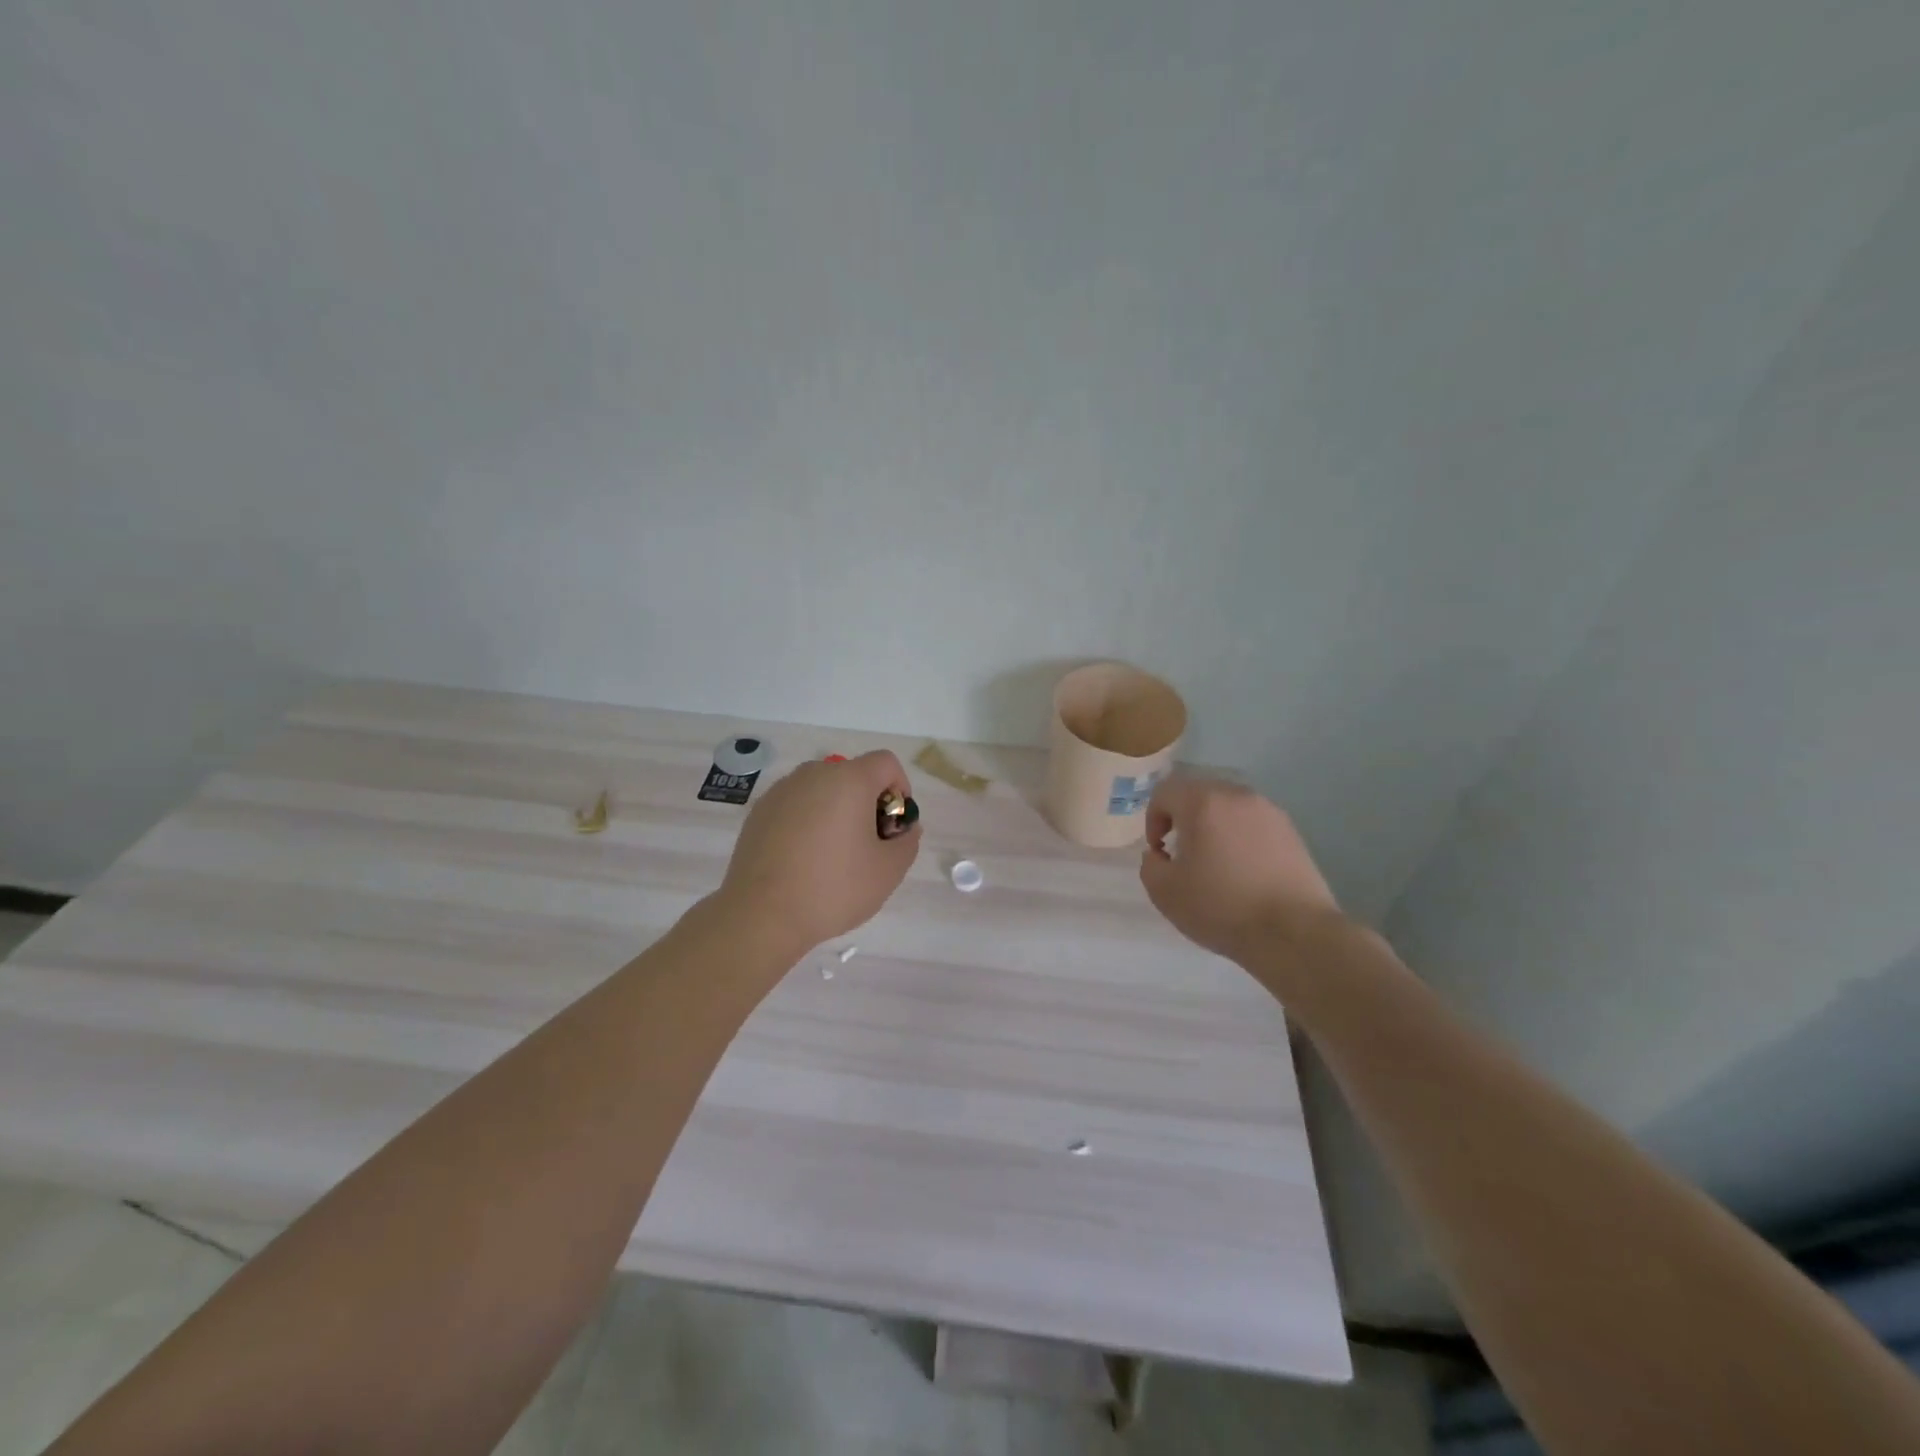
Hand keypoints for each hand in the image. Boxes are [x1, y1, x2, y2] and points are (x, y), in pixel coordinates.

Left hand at [715, 750, 920, 954]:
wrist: (761, 914)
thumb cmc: (833, 888)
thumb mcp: (888, 871)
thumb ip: (908, 842)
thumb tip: (905, 828)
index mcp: (849, 780)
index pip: (886, 763)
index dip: (899, 789)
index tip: (892, 826)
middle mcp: (813, 774)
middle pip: (853, 774)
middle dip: (867, 803)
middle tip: (866, 845)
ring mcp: (782, 791)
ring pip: (822, 790)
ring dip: (836, 811)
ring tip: (832, 855)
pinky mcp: (759, 811)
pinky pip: (796, 805)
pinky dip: (807, 821)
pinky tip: (802, 860)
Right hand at [1139, 777, 1340, 966]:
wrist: (1293, 933)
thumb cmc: (1221, 907)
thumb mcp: (1165, 892)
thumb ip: (1150, 864)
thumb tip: (1159, 854)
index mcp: (1203, 802)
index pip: (1165, 791)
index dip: (1152, 819)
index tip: (1159, 851)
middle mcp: (1237, 795)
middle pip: (1198, 793)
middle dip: (1183, 818)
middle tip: (1183, 853)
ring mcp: (1269, 812)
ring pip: (1228, 807)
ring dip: (1213, 826)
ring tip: (1216, 863)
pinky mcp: (1292, 832)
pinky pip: (1253, 823)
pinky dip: (1241, 838)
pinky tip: (1244, 871)